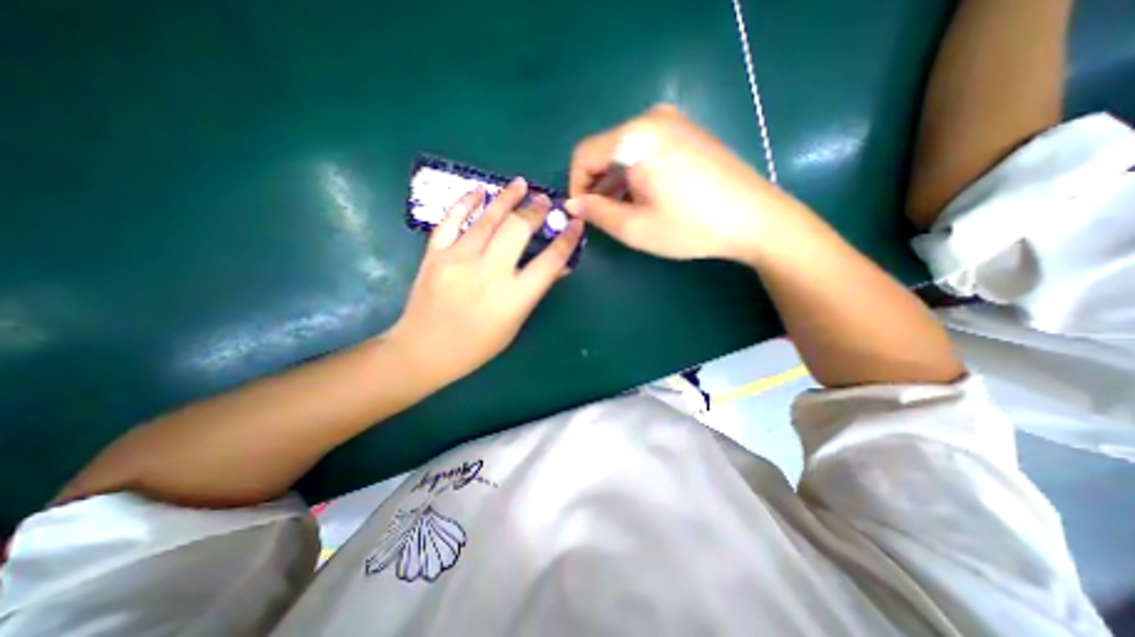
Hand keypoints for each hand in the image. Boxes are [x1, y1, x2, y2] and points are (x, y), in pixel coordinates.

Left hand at [392, 180, 584, 383]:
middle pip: (519, 230)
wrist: (424, 350)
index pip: (550, 261)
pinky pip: (451, 220)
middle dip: (536, 211)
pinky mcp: (435, 254)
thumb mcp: (515, 322)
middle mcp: (489, 272)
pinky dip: (466, 202)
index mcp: (514, 297)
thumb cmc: (477, 345)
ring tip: (521, 184)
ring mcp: (459, 260)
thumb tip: (560, 267)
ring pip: (487, 219)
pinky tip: (478, 190)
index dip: (567, 239)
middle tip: (544, 200)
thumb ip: (535, 291)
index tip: (575, 224)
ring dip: (507, 198)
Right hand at [564, 105, 796, 263]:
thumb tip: (573, 204)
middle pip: (604, 150)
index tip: (582, 213)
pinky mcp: (687, 132)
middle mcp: (652, 119)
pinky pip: (645, 149)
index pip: (584, 154)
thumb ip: (597, 212)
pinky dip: (634, 173)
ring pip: (624, 151)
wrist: (754, 219)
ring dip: (615, 181)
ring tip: (620, 211)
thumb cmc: (690, 227)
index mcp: (636, 137)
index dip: (576, 185)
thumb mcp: (635, 227)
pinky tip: (642, 197)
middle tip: (600, 216)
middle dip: (596, 184)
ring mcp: (673, 122)